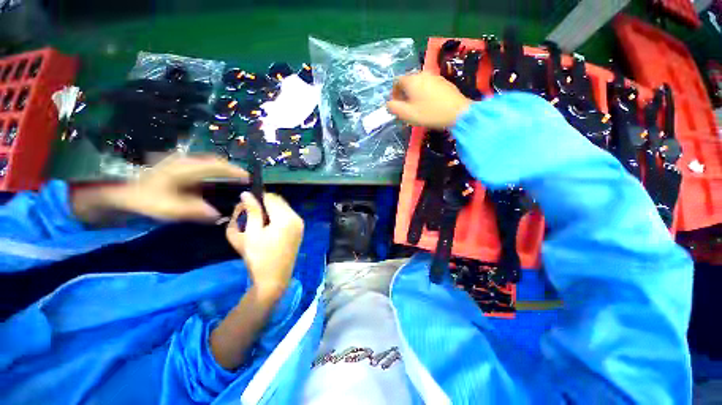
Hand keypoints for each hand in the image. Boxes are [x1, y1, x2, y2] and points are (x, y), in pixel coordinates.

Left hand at [72, 154, 247, 223]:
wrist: (112, 189)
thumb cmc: (140, 196)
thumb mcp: (166, 207)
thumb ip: (194, 211)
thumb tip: (217, 215)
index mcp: (186, 168)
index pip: (217, 166)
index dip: (234, 171)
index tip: (248, 177)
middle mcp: (185, 162)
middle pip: (214, 163)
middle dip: (230, 170)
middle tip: (242, 180)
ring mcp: (178, 164)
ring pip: (206, 165)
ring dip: (220, 171)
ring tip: (230, 182)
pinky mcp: (172, 169)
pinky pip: (197, 170)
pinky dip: (209, 175)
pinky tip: (210, 185)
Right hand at [226, 192, 303, 294]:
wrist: (274, 279)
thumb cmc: (258, 257)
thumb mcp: (251, 233)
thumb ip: (251, 211)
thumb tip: (246, 194)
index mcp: (286, 218)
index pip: (271, 197)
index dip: (257, 197)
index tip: (245, 205)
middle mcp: (297, 218)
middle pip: (279, 201)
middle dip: (263, 204)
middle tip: (249, 215)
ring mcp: (300, 224)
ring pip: (283, 208)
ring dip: (270, 210)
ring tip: (257, 222)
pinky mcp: (299, 231)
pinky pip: (287, 216)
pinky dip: (277, 217)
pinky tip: (267, 228)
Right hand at [387, 71, 471, 128]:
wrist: (457, 112)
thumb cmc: (429, 113)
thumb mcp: (407, 114)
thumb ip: (394, 108)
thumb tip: (388, 103)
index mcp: (411, 80)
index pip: (396, 82)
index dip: (394, 94)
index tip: (396, 105)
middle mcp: (422, 74)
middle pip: (408, 82)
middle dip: (404, 94)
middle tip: (406, 108)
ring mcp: (434, 76)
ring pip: (418, 83)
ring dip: (414, 94)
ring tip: (417, 107)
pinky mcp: (443, 81)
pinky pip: (428, 85)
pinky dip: (424, 93)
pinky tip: (429, 104)